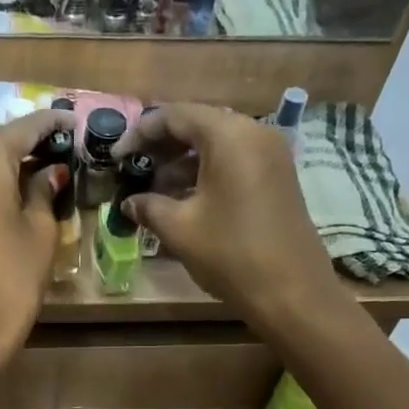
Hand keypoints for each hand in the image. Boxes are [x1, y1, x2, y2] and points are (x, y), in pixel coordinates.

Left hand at [0, 109, 73, 361]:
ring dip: (8, 161)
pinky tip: (16, 194)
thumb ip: (43, 191)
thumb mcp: (40, 230)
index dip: (50, 122)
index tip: (72, 120)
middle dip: (26, 139)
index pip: (22, 128)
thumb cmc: (14, 276)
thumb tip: (49, 171)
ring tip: (41, 166)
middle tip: (59, 144)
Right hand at [113, 104, 337, 323]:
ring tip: (154, 190)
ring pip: (217, 145)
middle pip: (199, 125)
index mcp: (229, 136)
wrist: (291, 292)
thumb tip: (128, 203)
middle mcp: (254, 133)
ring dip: (183, 163)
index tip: (117, 157)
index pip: (175, 116)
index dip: (140, 133)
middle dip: (162, 146)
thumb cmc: (231, 254)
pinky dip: (206, 173)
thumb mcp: (180, 229)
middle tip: (134, 170)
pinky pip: (234, 162)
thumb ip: (149, 207)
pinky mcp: (277, 178)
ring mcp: (271, 155)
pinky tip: (184, 199)